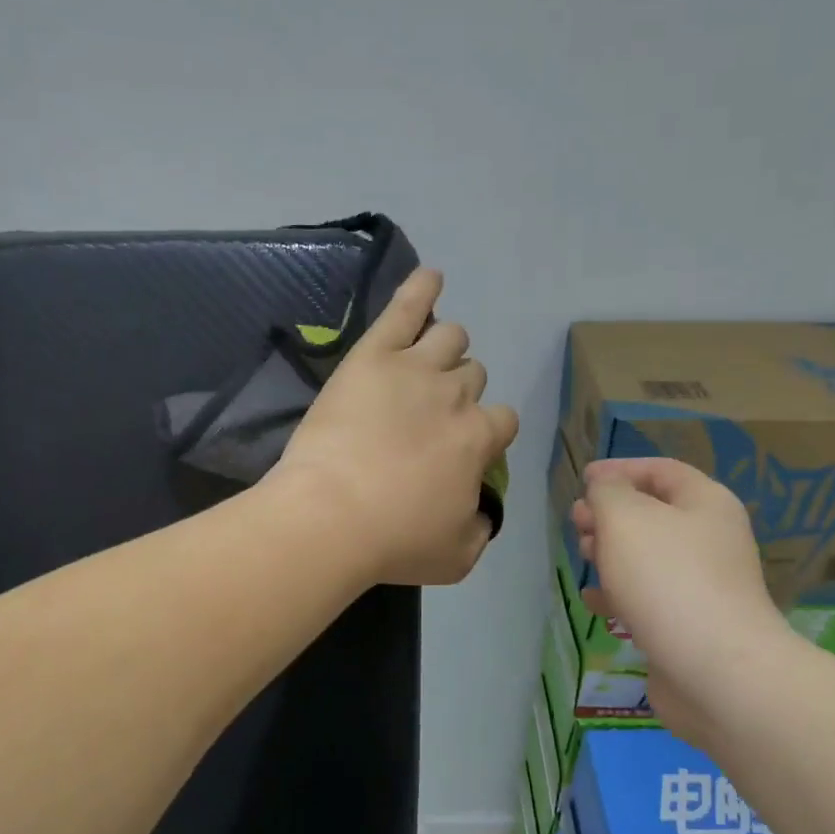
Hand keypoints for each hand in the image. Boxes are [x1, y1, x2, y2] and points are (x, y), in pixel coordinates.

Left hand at [272, 269, 519, 585]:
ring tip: (425, 361)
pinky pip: (405, 309)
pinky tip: (430, 276)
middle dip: (459, 392)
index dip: (486, 432)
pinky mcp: (374, 354)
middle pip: (473, 375)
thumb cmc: (394, 541)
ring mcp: (416, 368)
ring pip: (451, 338)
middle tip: (427, 416)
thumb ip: (481, 529)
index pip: (503, 420)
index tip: (463, 449)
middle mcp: (457, 395)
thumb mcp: (457, 556)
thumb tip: (484, 512)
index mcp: (480, 438)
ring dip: (445, 349)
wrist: (331, 515)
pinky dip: (421, 289)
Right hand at [572, 459, 786, 720]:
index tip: (583, 480)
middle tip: (577, 524)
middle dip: (609, 514)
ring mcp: (703, 584)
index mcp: (705, 503)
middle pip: (653, 512)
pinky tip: (595, 603)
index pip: (661, 470)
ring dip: (611, 553)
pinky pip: (649, 597)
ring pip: (647, 556)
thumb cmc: (666, 578)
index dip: (620, 469)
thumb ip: (607, 492)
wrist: (715, 671)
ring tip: (584, 558)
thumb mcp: (625, 517)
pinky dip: (620, 594)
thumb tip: (605, 488)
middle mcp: (710, 539)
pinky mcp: (690, 623)